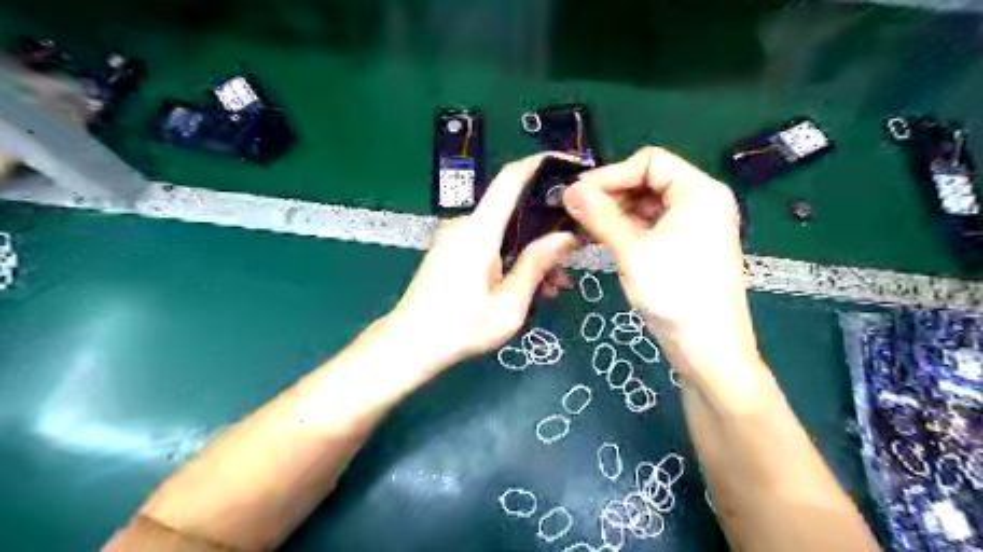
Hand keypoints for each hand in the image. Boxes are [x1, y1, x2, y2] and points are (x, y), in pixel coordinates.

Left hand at [384, 153, 577, 371]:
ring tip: (553, 287)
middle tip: (571, 259)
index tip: (570, 165)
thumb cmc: (461, 327)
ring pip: (505, 232)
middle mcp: (465, 225)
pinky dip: (512, 259)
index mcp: (479, 230)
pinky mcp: (451, 251)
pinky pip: (490, 244)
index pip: (511, 178)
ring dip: (531, 252)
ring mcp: (456, 238)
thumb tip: (567, 237)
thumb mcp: (510, 303)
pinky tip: (528, 287)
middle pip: (514, 209)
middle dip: (546, 229)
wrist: (409, 345)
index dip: (540, 165)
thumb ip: (537, 264)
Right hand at [565, 145, 762, 389]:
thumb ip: (600, 216)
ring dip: (616, 212)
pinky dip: (627, 229)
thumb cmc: (675, 294)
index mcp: (698, 191)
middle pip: (648, 180)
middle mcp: (700, 201)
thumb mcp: (632, 251)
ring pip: (647, 204)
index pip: (649, 161)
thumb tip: (569, 191)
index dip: (612, 174)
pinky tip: (604, 240)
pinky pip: (652, 226)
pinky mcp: (686, 246)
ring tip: (585, 228)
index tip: (578, 195)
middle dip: (611, 193)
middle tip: (576, 212)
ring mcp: (694, 225)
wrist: (708, 350)